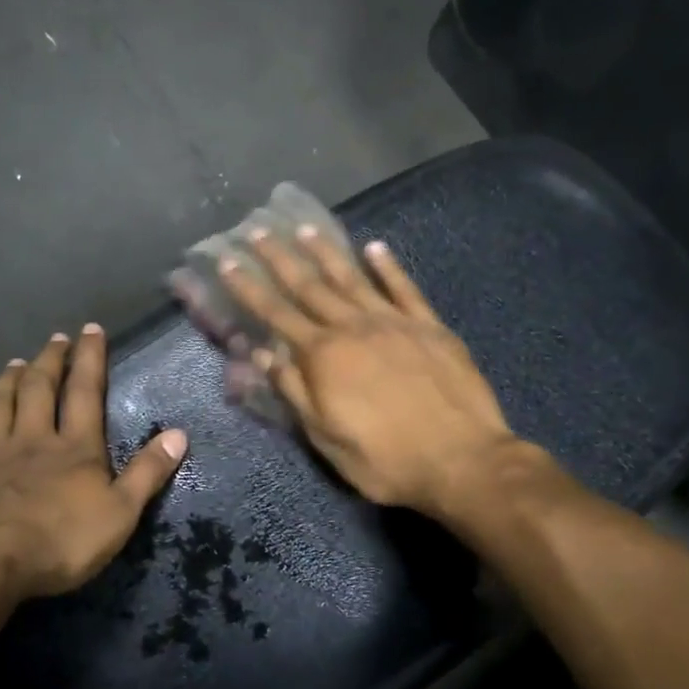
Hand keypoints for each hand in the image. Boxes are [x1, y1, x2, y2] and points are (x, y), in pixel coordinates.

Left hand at [0, 325, 187, 602]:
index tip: (90, 329)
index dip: (90, 359)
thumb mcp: (121, 512)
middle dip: (48, 362)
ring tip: (13, 363)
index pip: (85, 393)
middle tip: (54, 339)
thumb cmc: (62, 542)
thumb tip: (180, 433)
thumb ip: (148, 472)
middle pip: (38, 391)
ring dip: (5, 383)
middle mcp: (30, 442)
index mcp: (74, 449)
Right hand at [217, 227, 541, 520]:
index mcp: (324, 357)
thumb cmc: (384, 459)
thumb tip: (263, 352)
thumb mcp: (326, 437)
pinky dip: (389, 266)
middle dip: (280, 258)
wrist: (460, 460)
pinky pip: (404, 288)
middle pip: (310, 286)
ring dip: (327, 252)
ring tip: (306, 228)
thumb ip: (293, 391)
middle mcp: (354, 328)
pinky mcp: (430, 327)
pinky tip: (375, 247)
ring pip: (353, 278)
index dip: (250, 288)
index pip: (277, 314)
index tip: (228, 261)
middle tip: (259, 230)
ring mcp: (395, 323)